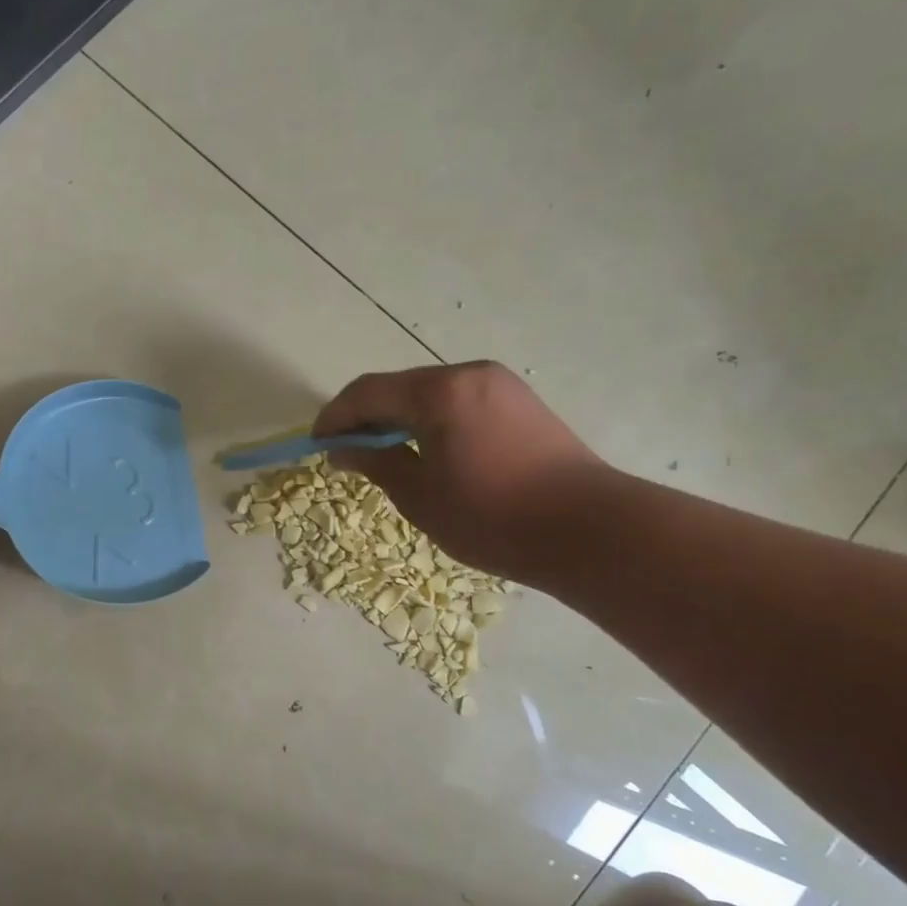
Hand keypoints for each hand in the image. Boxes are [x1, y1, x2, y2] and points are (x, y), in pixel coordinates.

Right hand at [313, 362, 610, 582]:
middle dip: (367, 418)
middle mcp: (469, 374)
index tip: (316, 444)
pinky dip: (432, 422)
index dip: (335, 417)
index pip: (367, 392)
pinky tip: (429, 454)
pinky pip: (459, 403)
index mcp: (439, 391)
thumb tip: (342, 449)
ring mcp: (500, 385)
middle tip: (348, 454)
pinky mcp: (521, 403)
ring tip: (387, 458)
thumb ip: (375, 463)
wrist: (589, 530)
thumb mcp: (419, 496)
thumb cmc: (492, 517)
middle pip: (400, 387)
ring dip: (400, 420)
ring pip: (430, 394)